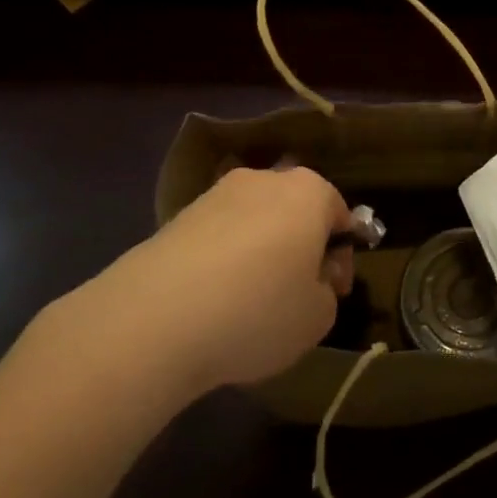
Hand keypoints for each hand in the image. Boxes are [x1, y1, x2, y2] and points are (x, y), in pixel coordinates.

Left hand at [58, 166, 353, 400]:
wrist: (155, 318)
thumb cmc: (258, 311)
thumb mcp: (318, 317)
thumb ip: (327, 290)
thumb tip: (311, 278)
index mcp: (309, 191)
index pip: (340, 214)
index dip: (341, 256)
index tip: (332, 292)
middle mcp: (264, 179)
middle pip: (295, 211)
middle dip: (300, 247)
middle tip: (294, 295)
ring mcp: (216, 194)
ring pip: (254, 222)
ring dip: (259, 253)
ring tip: (247, 304)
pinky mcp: (177, 216)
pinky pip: (217, 237)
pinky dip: (222, 261)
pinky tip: (212, 302)